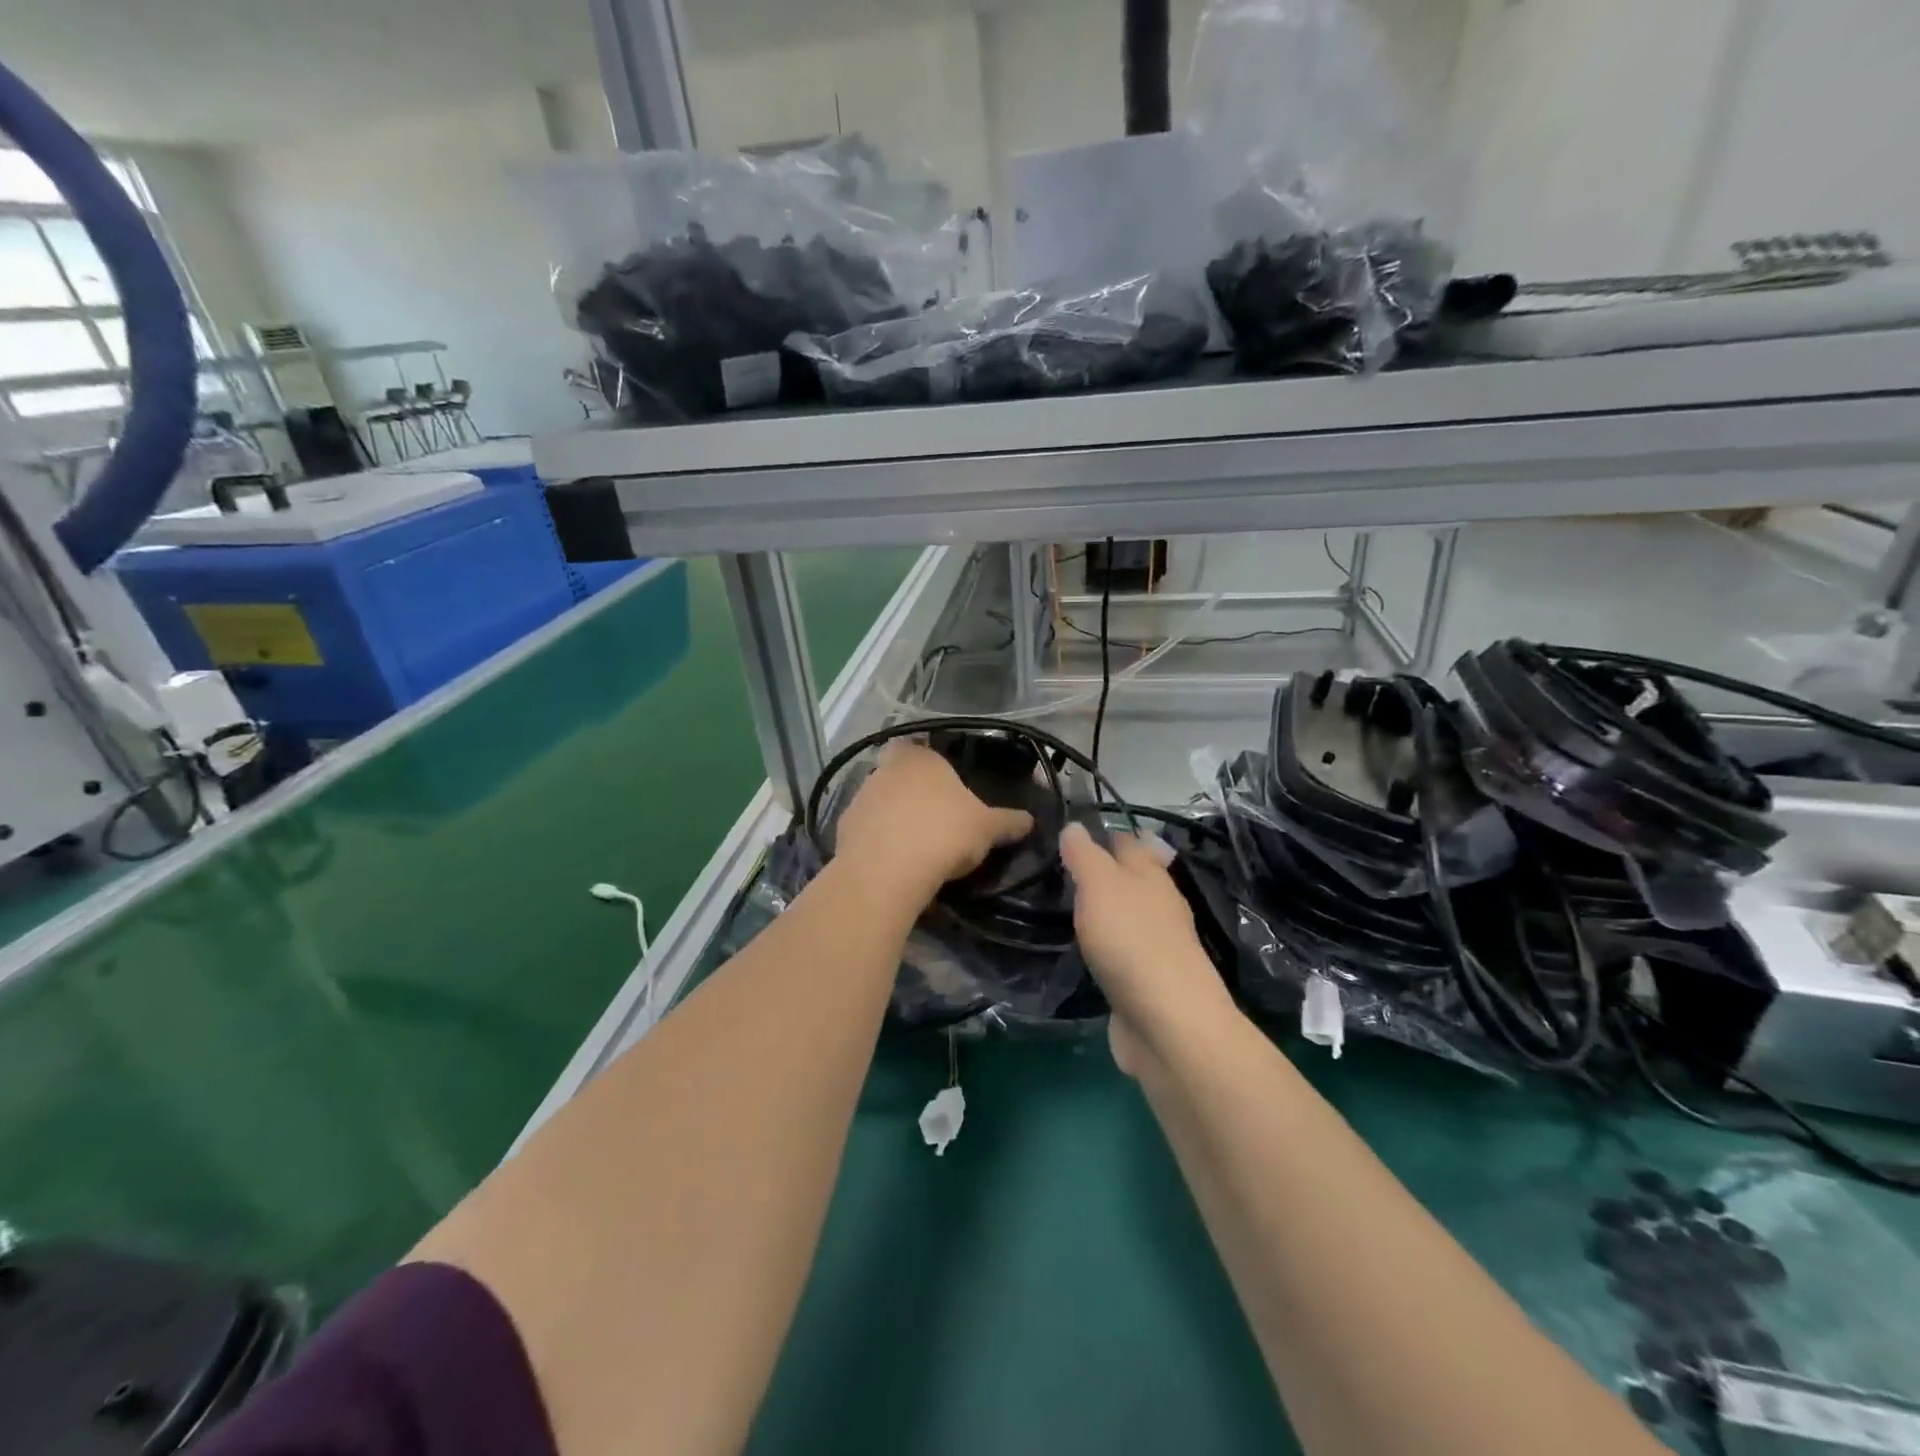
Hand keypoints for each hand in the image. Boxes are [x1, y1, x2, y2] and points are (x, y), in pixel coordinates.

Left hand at [834, 742, 1034, 902]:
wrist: (887, 871)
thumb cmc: (943, 834)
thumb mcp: (986, 829)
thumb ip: (1008, 822)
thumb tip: (1031, 820)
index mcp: (920, 758)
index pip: (919, 746)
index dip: (929, 763)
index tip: (943, 785)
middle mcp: (884, 769)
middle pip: (898, 774)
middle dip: (911, 792)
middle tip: (933, 817)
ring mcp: (860, 798)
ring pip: (879, 802)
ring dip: (892, 817)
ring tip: (914, 845)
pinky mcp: (843, 830)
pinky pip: (866, 830)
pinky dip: (877, 841)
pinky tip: (893, 862)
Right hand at [1060, 823, 1238, 1075]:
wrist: (1167, 1024)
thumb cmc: (1132, 942)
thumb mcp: (1101, 885)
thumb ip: (1085, 855)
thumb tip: (1075, 825)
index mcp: (1151, 876)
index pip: (1127, 842)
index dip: (1101, 834)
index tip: (1066, 833)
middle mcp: (1158, 906)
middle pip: (1129, 879)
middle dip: (1100, 873)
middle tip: (1055, 871)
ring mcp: (1155, 946)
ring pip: (1124, 916)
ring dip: (1100, 911)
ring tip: (1060, 906)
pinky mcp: (1146, 982)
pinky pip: (1120, 953)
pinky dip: (1102, 947)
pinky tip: (1079, 951)